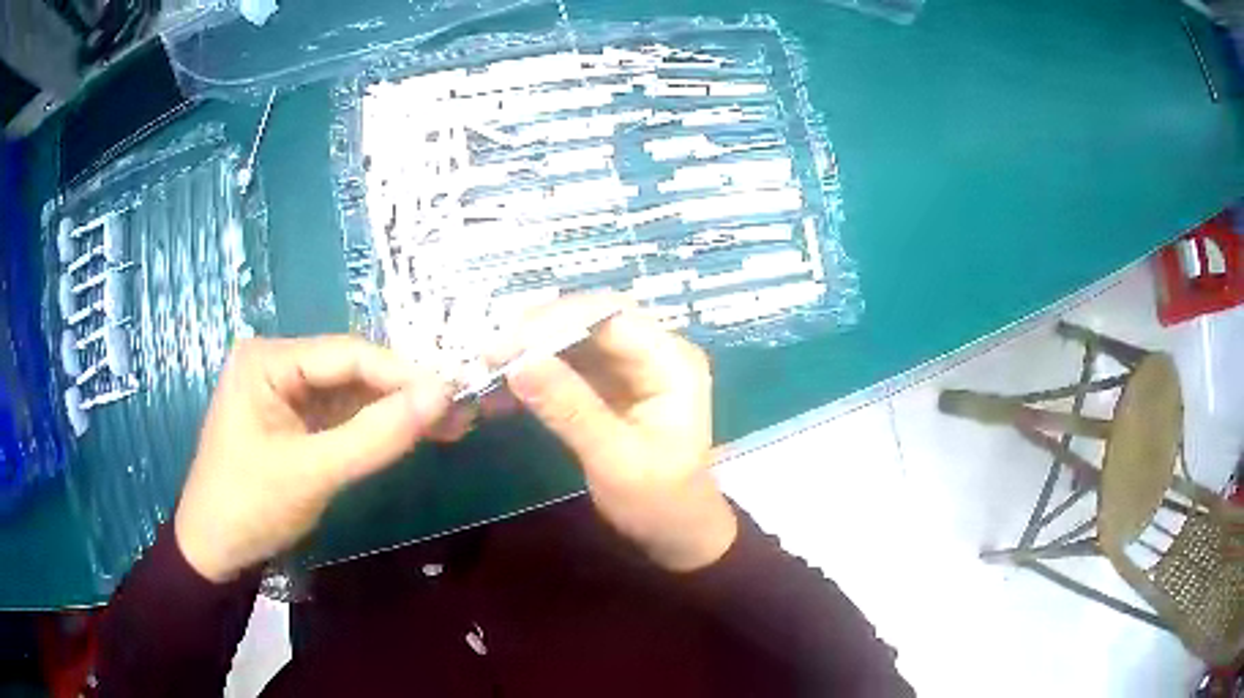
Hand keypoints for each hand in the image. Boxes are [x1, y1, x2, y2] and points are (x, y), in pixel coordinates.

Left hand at [175, 336, 457, 581]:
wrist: (214, 551)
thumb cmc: (249, 505)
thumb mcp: (313, 473)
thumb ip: (376, 436)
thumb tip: (443, 395)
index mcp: (267, 360)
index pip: (346, 354)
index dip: (402, 373)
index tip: (454, 393)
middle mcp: (277, 364)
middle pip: (351, 370)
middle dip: (403, 393)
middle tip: (458, 412)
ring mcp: (285, 393)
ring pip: (351, 394)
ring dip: (395, 411)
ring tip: (449, 425)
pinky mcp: (294, 421)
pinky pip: (341, 416)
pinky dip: (376, 428)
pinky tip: (412, 434)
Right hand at [498, 294, 736, 571]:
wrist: (675, 532)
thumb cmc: (657, 501)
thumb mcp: (614, 459)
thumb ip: (569, 408)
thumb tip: (518, 361)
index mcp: (672, 362)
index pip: (610, 317)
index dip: (556, 321)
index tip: (505, 343)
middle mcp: (656, 351)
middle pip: (591, 318)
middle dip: (538, 331)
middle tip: (489, 354)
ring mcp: (633, 365)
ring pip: (575, 337)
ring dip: (532, 350)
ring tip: (487, 370)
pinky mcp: (612, 383)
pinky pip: (569, 363)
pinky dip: (537, 372)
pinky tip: (502, 389)